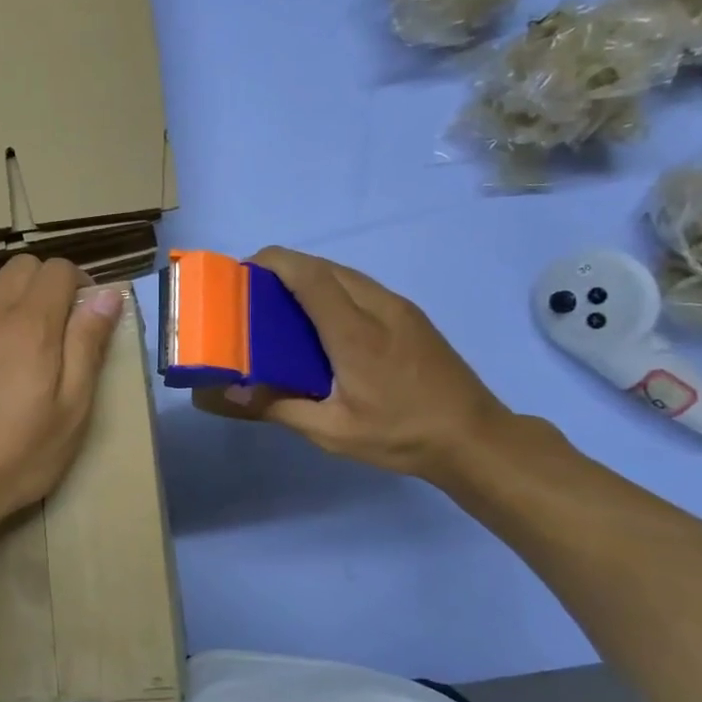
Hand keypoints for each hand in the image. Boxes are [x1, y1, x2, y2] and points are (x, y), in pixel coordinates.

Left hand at [0, 256, 122, 530]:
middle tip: (44, 328)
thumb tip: (107, 294)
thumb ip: (88, 346)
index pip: (59, 270)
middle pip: (21, 266)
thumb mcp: (72, 411)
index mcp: (32, 326)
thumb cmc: (17, 457)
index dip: (77, 285)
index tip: (79, 314)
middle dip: (41, 286)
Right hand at [195, 247, 512, 482]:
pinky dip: (331, 289)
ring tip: (281, 304)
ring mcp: (399, 308)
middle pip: (324, 266)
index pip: (309, 276)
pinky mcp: (411, 315)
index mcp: (355, 333)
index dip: (274, 262)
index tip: (242, 271)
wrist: (475, 438)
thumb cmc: (401, 435)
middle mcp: (378, 308)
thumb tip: (227, 393)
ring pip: (345, 273)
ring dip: (309, 276)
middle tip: (253, 293)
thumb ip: (278, 407)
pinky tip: (321, 320)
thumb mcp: (332, 432)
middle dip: (284, 267)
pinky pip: (361, 287)